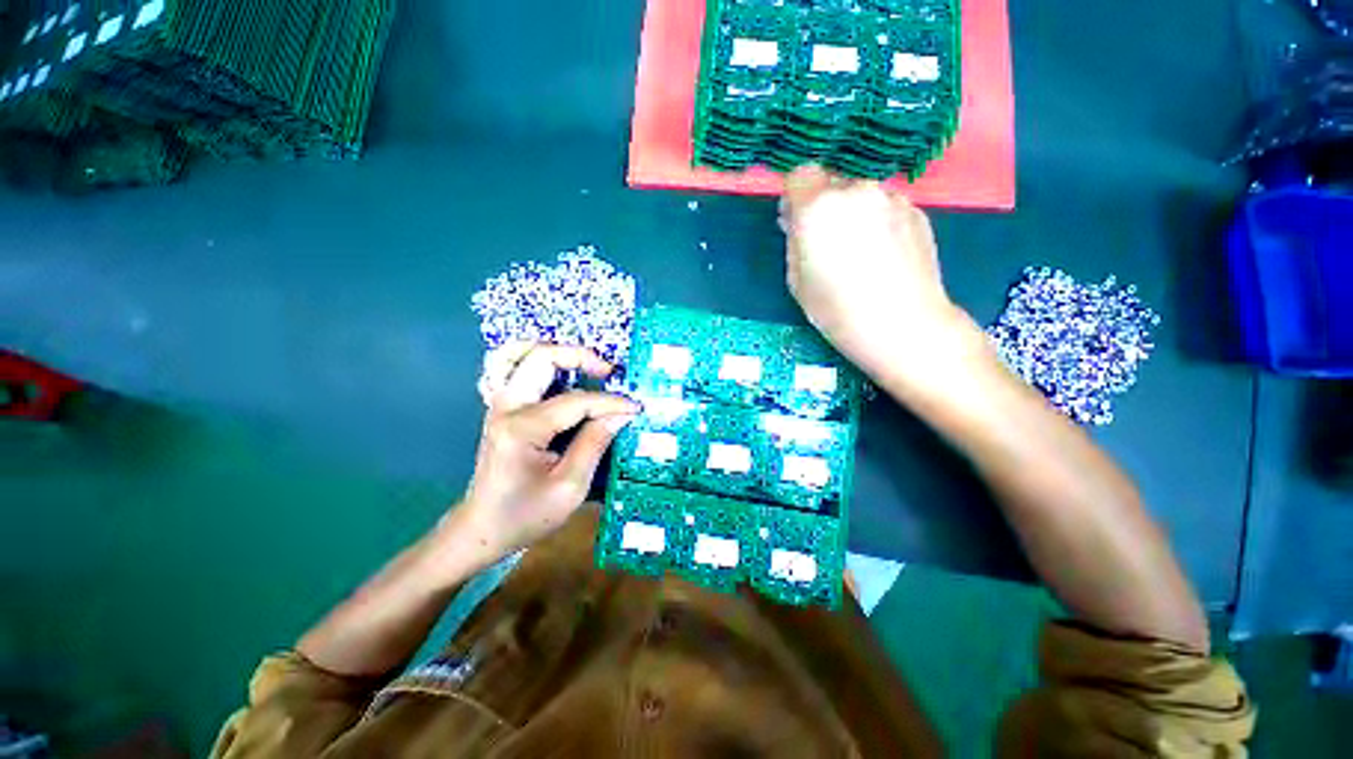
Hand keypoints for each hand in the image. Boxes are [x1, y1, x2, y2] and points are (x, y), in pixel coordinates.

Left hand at [457, 345, 637, 559]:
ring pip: (520, 354)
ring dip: (555, 352)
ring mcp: (499, 404)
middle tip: (609, 372)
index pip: (576, 401)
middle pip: (541, 357)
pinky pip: (512, 369)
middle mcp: (506, 407)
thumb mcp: (570, 486)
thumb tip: (621, 413)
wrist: (482, 529)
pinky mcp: (501, 408)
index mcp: (522, 428)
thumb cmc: (526, 514)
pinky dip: (534, 361)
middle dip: (581, 357)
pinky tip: (555, 372)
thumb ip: (595, 442)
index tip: (636, 407)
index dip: (611, 402)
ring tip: (584, 364)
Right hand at [780, 167, 987, 387]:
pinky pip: (885, 207)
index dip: (794, 197)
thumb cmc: (836, 309)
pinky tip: (882, 256)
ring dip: (852, 213)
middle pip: (831, 183)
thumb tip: (797, 221)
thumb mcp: (796, 280)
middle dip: (823, 205)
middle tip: (827, 241)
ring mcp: (891, 198)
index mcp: (818, 207)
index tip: (795, 221)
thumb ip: (794, 241)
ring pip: (860, 195)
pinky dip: (877, 222)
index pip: (799, 175)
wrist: (903, 325)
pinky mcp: (916, 211)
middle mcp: (856, 190)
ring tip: (859, 252)